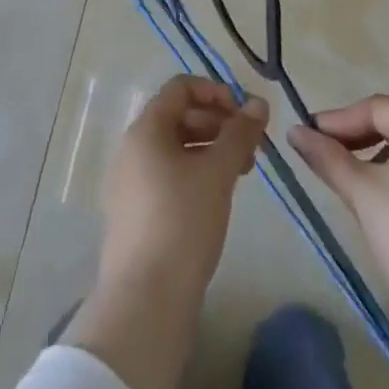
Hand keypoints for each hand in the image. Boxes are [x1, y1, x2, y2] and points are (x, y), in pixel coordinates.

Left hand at [98, 75, 269, 294]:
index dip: (216, 91)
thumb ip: (240, 133)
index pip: (181, 88)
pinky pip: (167, 175)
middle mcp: (132, 148)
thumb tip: (258, 103)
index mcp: (146, 129)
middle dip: (218, 124)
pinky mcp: (134, 213)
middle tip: (251, 147)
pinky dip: (195, 174)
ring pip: (175, 148)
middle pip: (178, 116)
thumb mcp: (218, 172)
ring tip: (241, 173)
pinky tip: (217, 197)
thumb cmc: (183, 221)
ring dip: (210, 150)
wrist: (145, 300)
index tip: (245, 114)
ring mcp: (130, 182)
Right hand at [290, 96, 388, 388]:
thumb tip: (295, 131)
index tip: (308, 136)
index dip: (338, 120)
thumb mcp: (360, 191)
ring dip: (378, 158)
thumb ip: (326, 156)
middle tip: (325, 156)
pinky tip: (385, 202)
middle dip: (358, 137)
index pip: (376, 108)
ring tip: (351, 182)